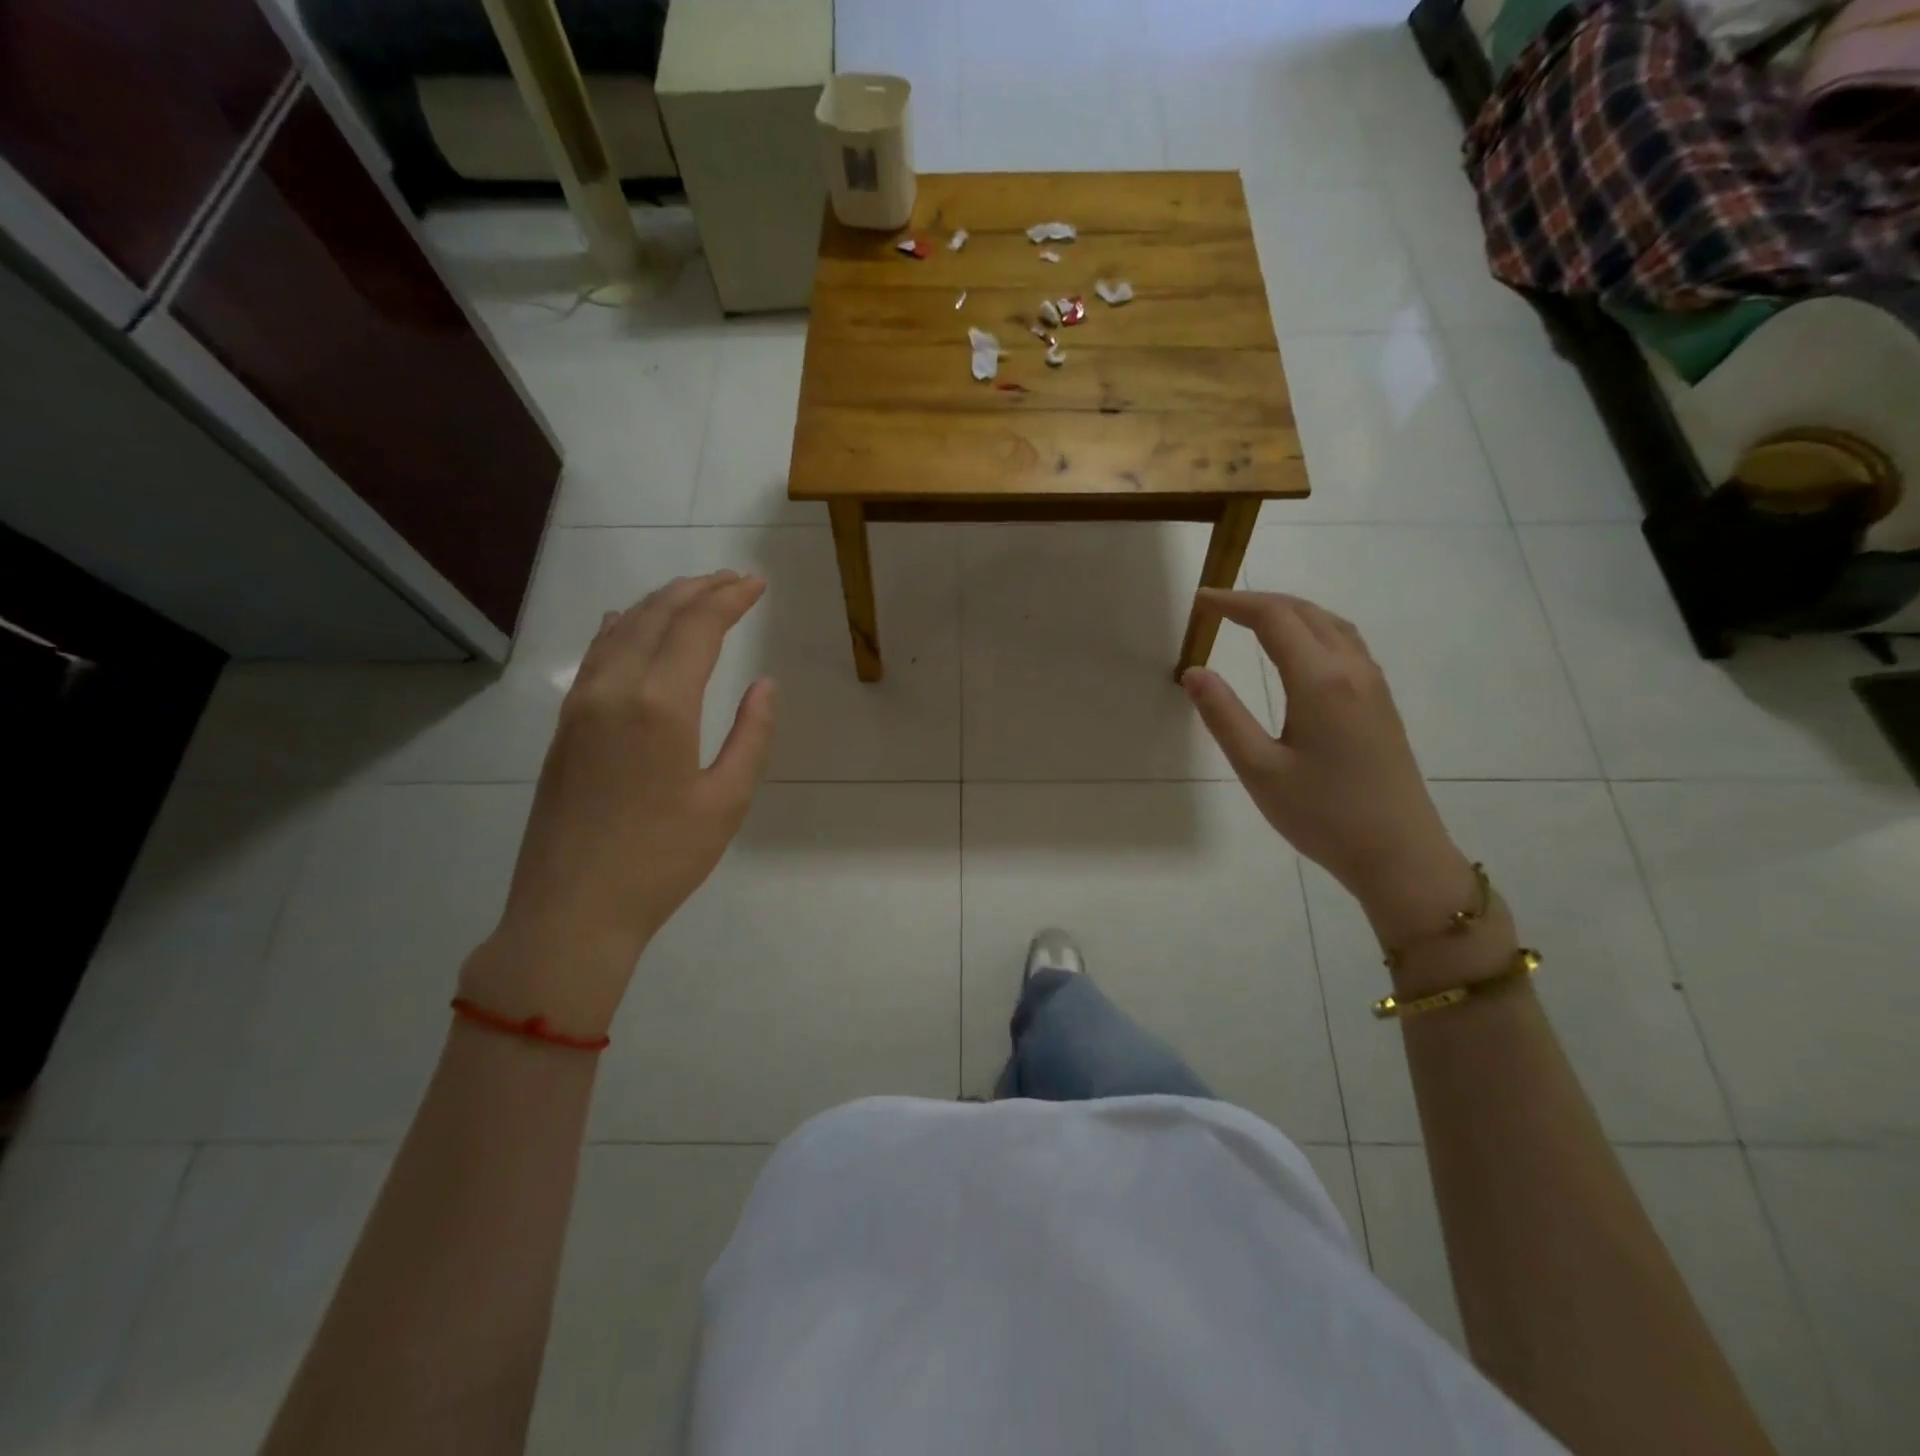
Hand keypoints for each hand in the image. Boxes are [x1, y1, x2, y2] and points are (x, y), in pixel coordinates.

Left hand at [462, 571, 775, 1035]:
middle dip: (698, 590)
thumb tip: (764, 685)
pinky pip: (594, 656)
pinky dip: (620, 628)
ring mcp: (581, 706)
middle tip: (733, 579)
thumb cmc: (661, 861)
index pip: (698, 628)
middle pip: (658, 617)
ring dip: (660, 603)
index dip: (729, 599)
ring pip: (622, 630)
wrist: (571, 911)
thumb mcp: (726, 802)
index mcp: (661, 706)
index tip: (757, 584)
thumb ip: (751, 736)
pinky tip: (627, 622)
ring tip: (693, 591)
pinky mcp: (564, 726)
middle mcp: (615, 690)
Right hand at [1181, 590, 1471, 938]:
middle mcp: (1352, 670)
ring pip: (1331, 624)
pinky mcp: (1381, 703)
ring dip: (1290, 611)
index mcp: (1320, 681)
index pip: (1274, 618)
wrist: (1400, 855)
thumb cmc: (1323, 815)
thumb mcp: (1259, 769)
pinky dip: (1313, 629)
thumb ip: (1224, 716)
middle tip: (1218, 607)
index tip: (1200, 601)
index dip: (1234, 603)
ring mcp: (1373, 685)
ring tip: (1253, 619)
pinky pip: (1346, 643)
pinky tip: (1299, 650)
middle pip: (1306, 612)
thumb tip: (1193, 671)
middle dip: (1259, 602)